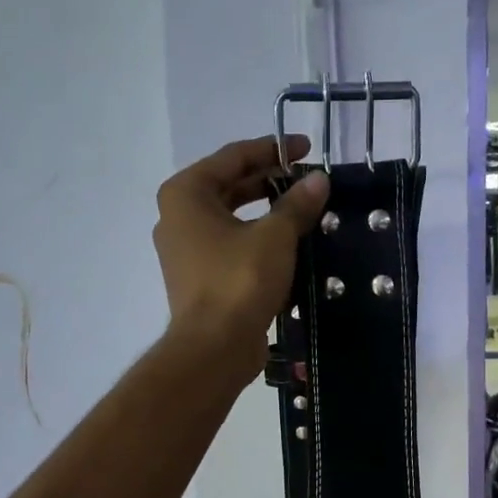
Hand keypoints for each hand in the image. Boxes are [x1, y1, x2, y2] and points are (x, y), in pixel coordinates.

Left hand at [152, 135, 328, 383]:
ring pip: (233, 219)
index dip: (273, 149)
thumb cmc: (239, 280)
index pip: (234, 157)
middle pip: (231, 186)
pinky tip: (291, 246)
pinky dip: (258, 242)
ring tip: (305, 211)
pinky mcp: (200, 279)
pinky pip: (233, 248)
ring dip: (268, 214)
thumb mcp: (275, 236)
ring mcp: (186, 251)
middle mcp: (178, 217)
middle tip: (308, 180)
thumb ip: (297, 204)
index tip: (307, 149)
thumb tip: (319, 179)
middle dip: (271, 181)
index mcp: (186, 194)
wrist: (215, 348)